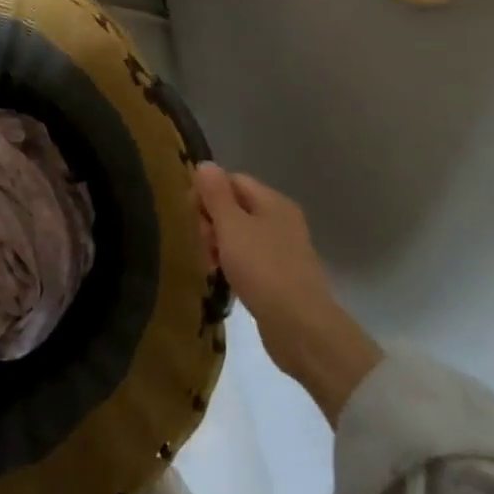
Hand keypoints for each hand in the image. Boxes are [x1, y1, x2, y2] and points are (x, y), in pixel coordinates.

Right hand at [192, 163, 382, 423]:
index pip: (231, 180)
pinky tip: (224, 280)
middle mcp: (281, 219)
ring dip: (219, 246)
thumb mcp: (231, 226)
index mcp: (272, 201)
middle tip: (202, 246)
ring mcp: (283, 249)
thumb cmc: (263, 269)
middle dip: (211, 222)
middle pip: (234, 207)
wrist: (302, 329)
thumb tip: (205, 164)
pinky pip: (249, 259)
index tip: (191, 218)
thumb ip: (215, 193)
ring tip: (210, 267)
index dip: (207, 193)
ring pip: (239, 235)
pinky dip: (233, 265)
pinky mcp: (281, 277)